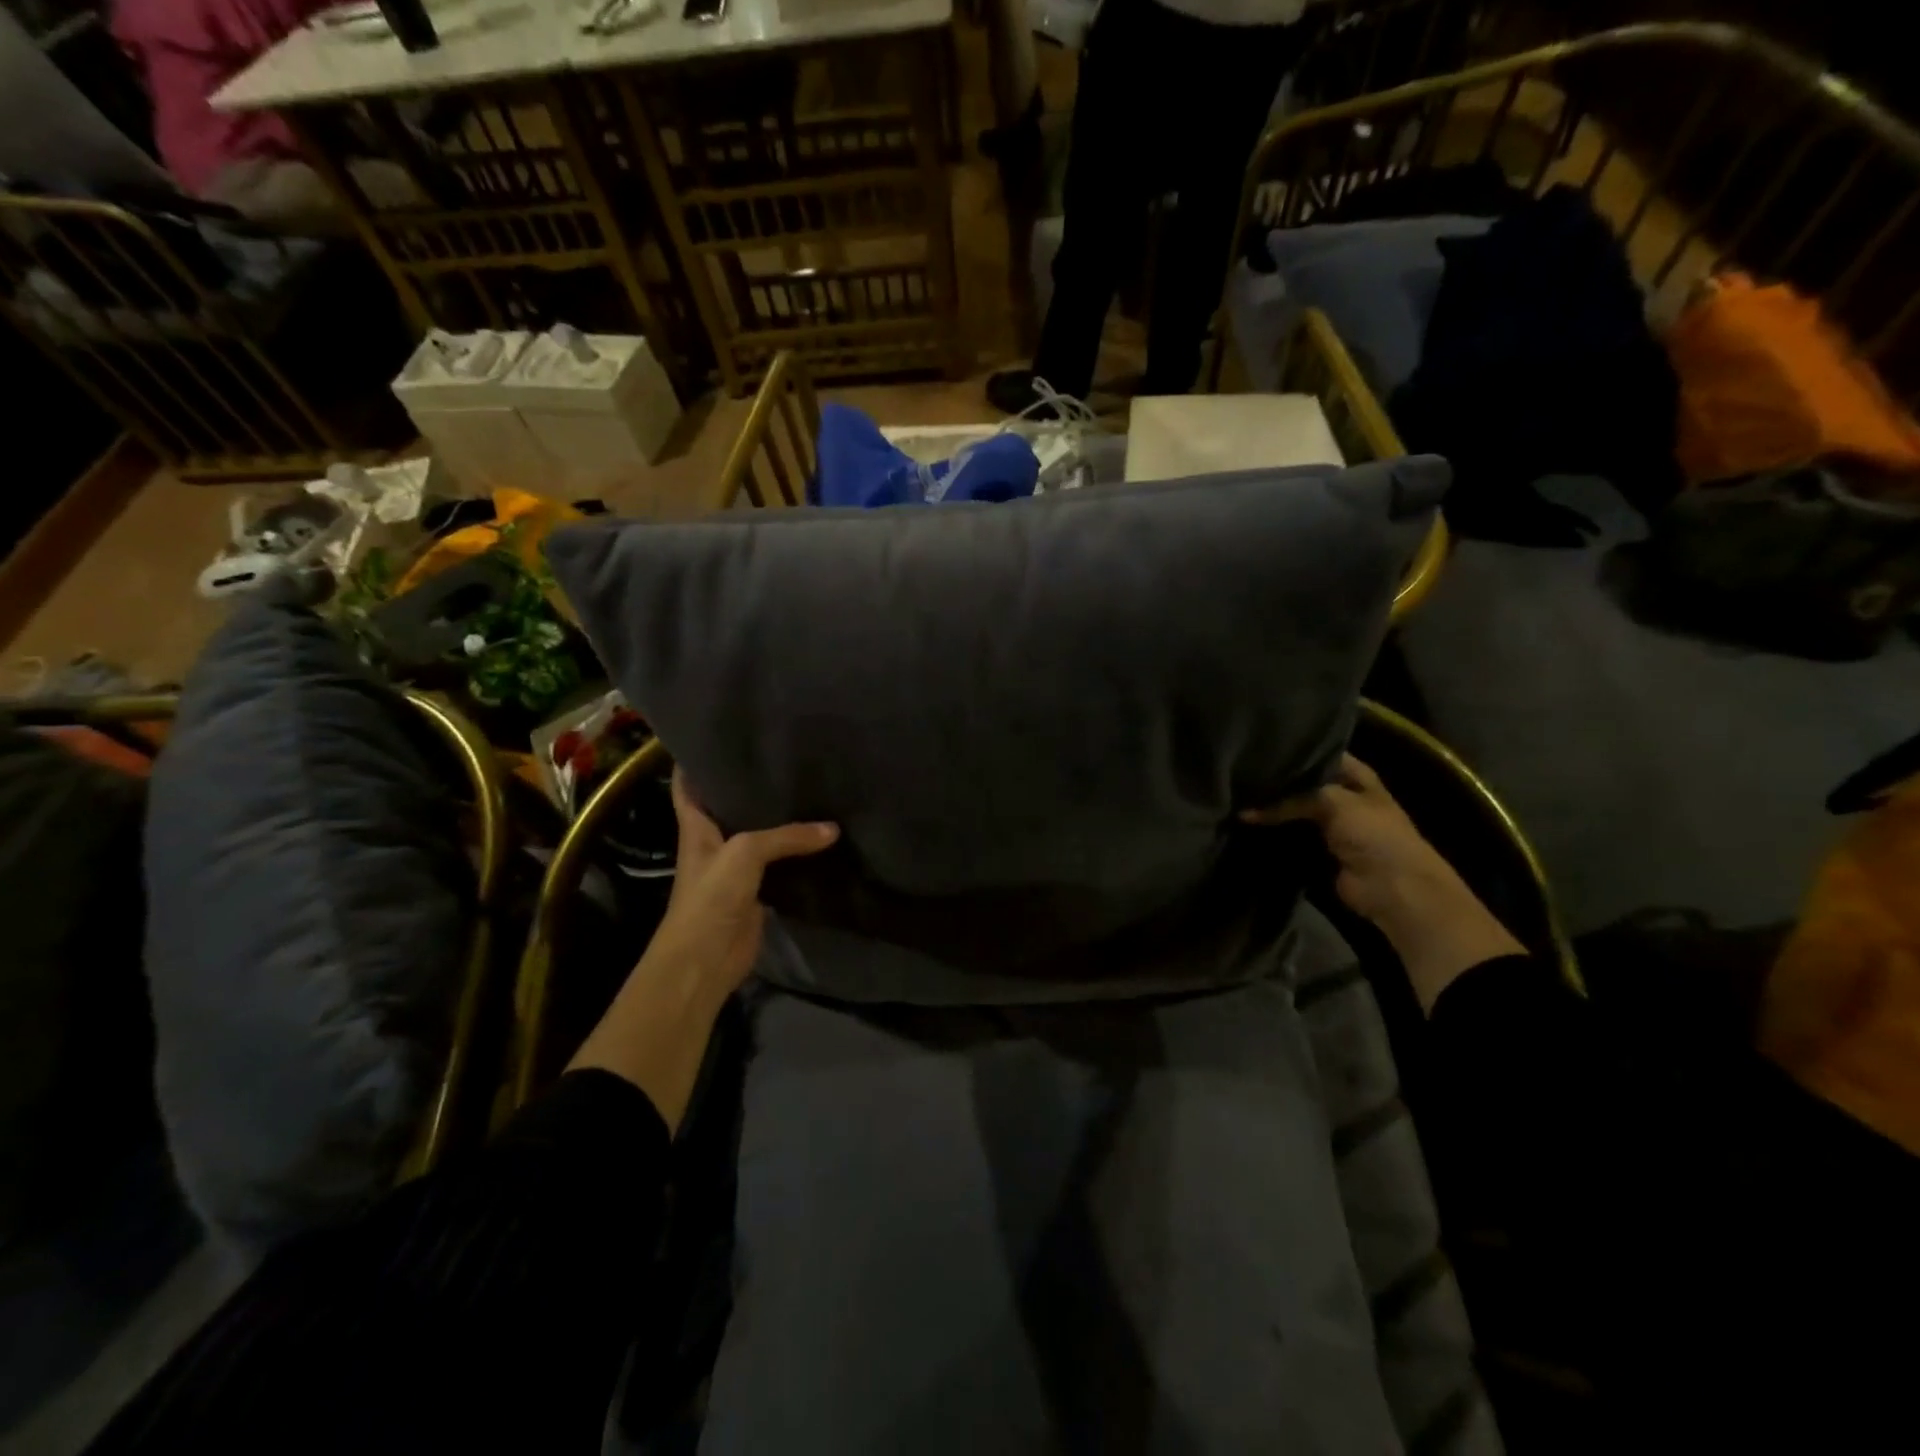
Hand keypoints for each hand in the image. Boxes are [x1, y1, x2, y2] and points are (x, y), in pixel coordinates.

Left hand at [647, 770, 840, 1002]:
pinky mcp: (757, 890)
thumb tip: (833, 829)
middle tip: (782, 756)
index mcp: (697, 826)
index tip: (718, 735)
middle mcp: (715, 841)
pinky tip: (820, 835)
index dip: (697, 760)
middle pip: (731, 805)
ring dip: (779, 818)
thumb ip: (788, 836)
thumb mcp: (746, 853)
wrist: (706, 960)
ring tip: (809, 787)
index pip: (689, 785)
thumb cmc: (711, 897)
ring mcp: (736, 868)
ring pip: (760, 834)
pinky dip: (797, 851)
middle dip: (750, 783)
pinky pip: (780, 863)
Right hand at [1243, 754, 1522, 1011]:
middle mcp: (1342, 795)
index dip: (1293, 751)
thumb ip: (1291, 800)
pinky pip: (1289, 836)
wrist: (1392, 888)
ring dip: (1270, 809)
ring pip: (1293, 810)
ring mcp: (1330, 824)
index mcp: (1356, 776)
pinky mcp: (1317, 849)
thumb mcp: (1332, 802)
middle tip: (1239, 775)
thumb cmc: (1373, 834)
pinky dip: (1272, 834)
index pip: (1320, 753)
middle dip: (1276, 782)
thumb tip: (1245, 812)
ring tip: (1236, 797)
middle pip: (1303, 783)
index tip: (1259, 749)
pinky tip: (1245, 824)